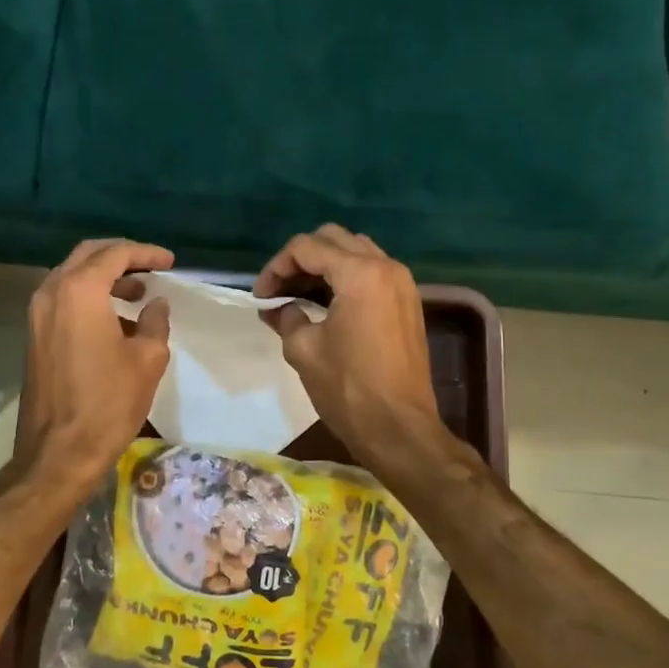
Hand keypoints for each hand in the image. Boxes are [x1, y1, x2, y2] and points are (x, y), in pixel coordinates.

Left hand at [14, 238, 174, 489]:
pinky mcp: (34, 337)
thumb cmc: (108, 403)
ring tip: (138, 295)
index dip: (146, 253)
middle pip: (88, 256)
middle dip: (121, 257)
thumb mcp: (147, 360)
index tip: (170, 262)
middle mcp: (52, 293)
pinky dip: (89, 298)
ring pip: (72, 277)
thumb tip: (156, 304)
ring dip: (105, 279)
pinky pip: (63, 300)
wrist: (58, 452)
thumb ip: (155, 322)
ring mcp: (37, 315)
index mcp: (79, 291)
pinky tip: (116, 321)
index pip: (115, 254)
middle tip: (151, 268)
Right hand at [254, 225, 447, 464]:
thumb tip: (278, 309)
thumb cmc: (347, 388)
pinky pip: (371, 272)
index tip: (260, 296)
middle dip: (300, 259)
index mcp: (360, 274)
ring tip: (298, 294)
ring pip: (355, 252)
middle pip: (333, 239)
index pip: (306, 248)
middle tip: (278, 289)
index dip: (276, 267)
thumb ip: (287, 317)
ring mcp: (402, 284)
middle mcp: (386, 267)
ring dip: (324, 265)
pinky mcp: (408, 302)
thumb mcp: (303, 350)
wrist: (399, 428)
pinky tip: (325, 303)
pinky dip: (345, 277)